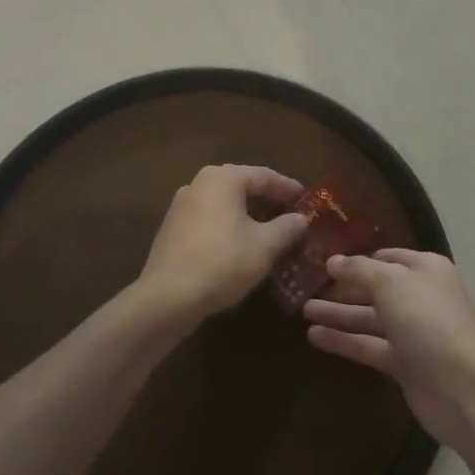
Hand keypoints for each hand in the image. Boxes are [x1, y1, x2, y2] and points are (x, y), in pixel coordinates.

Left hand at [138, 165, 308, 324]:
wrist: (168, 298)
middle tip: (289, 212)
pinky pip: (208, 220)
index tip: (306, 200)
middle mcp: (199, 184)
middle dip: (267, 199)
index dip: (288, 188)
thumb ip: (286, 227)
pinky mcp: (171, 230)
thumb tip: (300, 219)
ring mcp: (180, 207)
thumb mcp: (265, 246)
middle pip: (241, 186)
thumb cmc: (223, 262)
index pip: (264, 176)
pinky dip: (228, 226)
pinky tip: (239, 245)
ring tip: (268, 230)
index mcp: (223, 179)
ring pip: (223, 204)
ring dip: (247, 214)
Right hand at [304, 249, 474, 453]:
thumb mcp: (391, 283)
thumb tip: (333, 261)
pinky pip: (368, 345)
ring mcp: (412, 332)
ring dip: (338, 313)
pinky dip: (344, 340)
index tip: (324, 258)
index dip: (357, 258)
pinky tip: (313, 336)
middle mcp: (420, 296)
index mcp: (425, 269)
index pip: (387, 257)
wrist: (461, 387)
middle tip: (305, 285)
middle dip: (343, 287)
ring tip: (302, 309)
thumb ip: (359, 270)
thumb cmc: (428, 322)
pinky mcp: (403, 363)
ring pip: (369, 317)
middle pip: (375, 288)